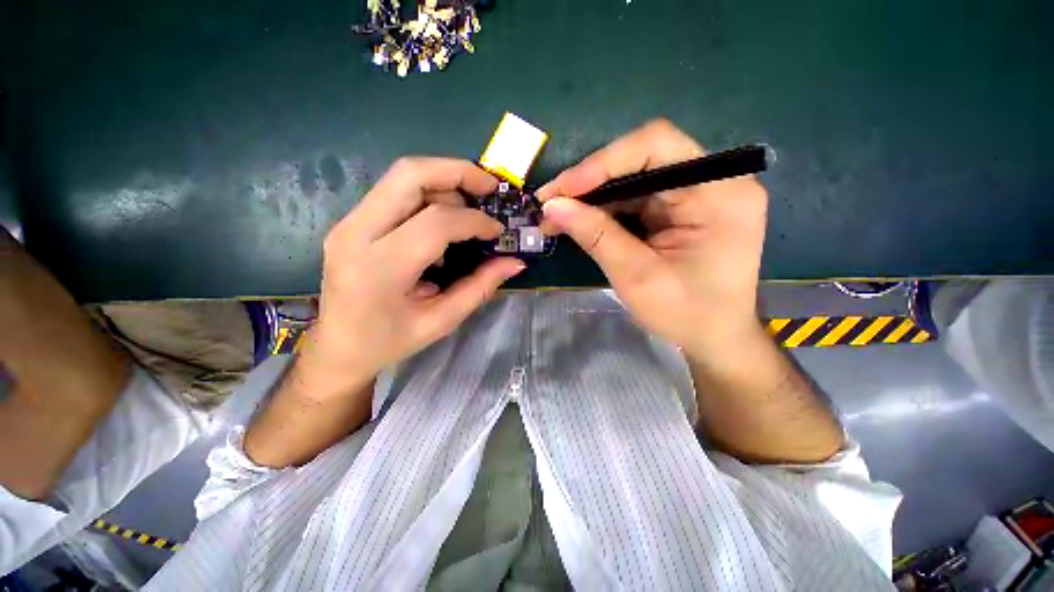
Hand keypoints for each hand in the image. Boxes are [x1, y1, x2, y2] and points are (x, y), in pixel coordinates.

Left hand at [301, 157, 524, 397]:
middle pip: (409, 175)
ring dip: (444, 181)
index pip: (435, 222)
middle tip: (490, 187)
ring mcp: (348, 223)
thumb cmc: (390, 342)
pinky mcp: (351, 222)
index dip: (474, 221)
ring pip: (401, 176)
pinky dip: (428, 193)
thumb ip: (479, 287)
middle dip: (457, 172)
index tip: (497, 231)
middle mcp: (355, 234)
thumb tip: (514, 262)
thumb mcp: (441, 321)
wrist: (337, 348)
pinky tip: (445, 218)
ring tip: (470, 206)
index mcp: (380, 268)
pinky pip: (394, 191)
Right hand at [537, 119, 768, 364]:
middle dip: (590, 182)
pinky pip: (636, 198)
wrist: (714, 338)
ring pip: (633, 179)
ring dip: (592, 197)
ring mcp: (697, 194)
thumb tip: (552, 207)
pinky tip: (580, 222)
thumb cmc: (686, 314)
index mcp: (719, 192)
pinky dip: (605, 209)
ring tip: (556, 216)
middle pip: (641, 159)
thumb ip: (596, 236)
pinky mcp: (681, 209)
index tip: (562, 190)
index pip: (656, 146)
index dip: (603, 162)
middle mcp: (712, 181)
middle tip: (550, 203)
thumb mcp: (636, 277)